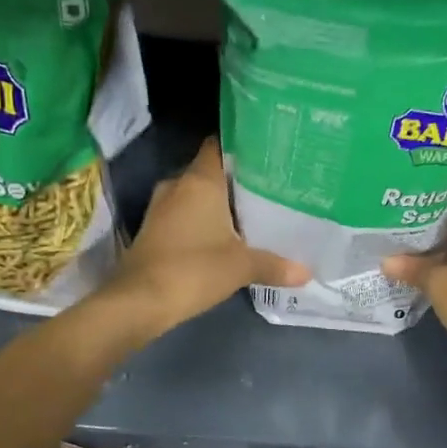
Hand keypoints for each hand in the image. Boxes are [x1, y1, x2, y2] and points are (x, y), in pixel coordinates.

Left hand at [100, 138, 308, 337]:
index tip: (267, 153)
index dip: (242, 146)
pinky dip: (202, 221)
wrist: (139, 301)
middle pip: (210, 172)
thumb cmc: (193, 269)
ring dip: (218, 203)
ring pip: (196, 195)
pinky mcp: (153, 230)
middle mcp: (177, 185)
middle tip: (269, 187)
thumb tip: (307, 271)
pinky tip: (225, 235)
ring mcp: (161, 208)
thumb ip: (275, 264)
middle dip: (236, 179)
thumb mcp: (242, 266)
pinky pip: (184, 215)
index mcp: (199, 181)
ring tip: (252, 211)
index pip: (219, 145)